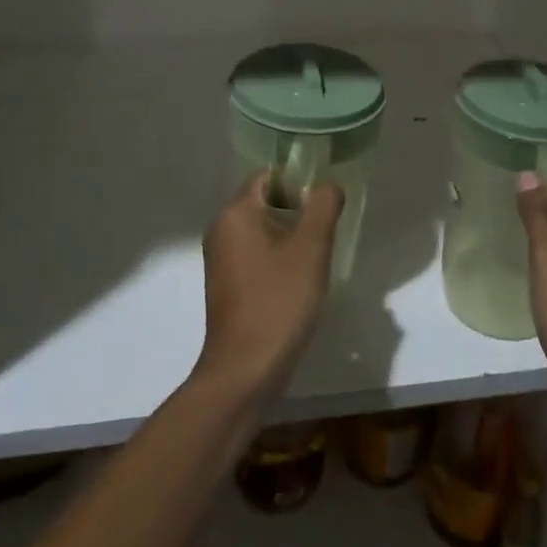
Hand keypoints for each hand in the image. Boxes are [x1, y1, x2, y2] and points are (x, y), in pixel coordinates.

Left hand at [194, 172, 344, 405]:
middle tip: (323, 233)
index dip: (297, 182)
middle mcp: (220, 228)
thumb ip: (323, 206)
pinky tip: (295, 282)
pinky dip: (274, 259)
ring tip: (313, 259)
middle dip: (295, 211)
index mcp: (235, 212)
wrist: (245, 370)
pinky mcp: (224, 284)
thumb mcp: (311, 248)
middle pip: (263, 201)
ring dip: (287, 237)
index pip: (268, 176)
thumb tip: (327, 186)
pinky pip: (253, 254)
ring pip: (260, 229)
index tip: (322, 205)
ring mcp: (219, 258)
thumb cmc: (279, 301)